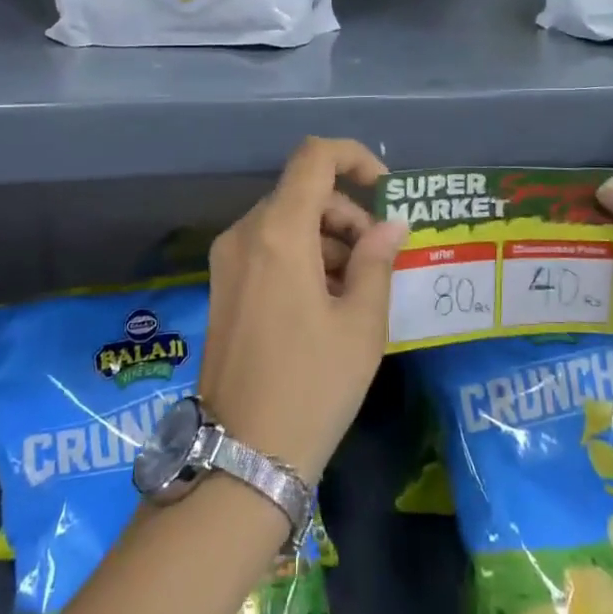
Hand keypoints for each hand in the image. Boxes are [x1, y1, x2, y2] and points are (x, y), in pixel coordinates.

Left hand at [202, 137, 408, 484]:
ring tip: (355, 290)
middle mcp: (245, 233)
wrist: (242, 456)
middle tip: (377, 259)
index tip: (385, 191)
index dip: (354, 158)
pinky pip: (267, 247)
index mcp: (278, 232)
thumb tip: (390, 225)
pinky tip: (324, 302)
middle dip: (347, 214)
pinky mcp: (222, 284)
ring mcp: (227, 259)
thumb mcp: (361, 324)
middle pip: (302, 192)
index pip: (314, 157)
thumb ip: (377, 261)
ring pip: (285, 220)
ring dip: (326, 238)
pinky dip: (301, 256)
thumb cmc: (312, 386)